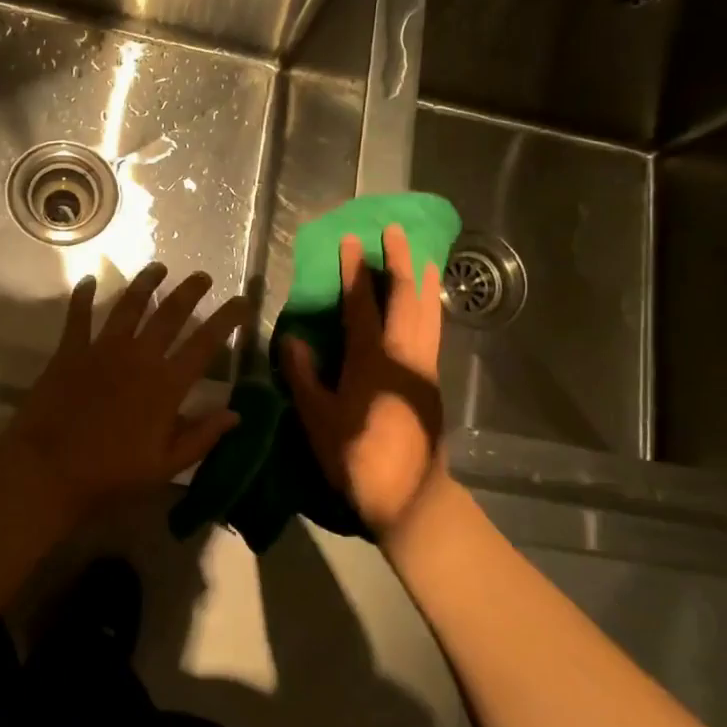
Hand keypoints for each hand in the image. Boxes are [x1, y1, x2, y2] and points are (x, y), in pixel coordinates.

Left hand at [0, 264, 249, 519]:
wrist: (48, 470)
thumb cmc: (111, 473)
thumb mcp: (165, 464)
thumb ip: (202, 436)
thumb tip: (236, 414)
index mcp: (166, 384)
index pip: (205, 343)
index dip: (227, 320)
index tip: (242, 302)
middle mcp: (139, 356)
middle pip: (170, 314)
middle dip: (190, 291)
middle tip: (203, 276)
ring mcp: (102, 349)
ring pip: (129, 305)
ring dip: (146, 283)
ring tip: (158, 268)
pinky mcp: (70, 351)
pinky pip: (78, 315)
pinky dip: (84, 295)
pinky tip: (89, 281)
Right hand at [283, 224, 446, 536]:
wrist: (409, 495)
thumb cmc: (357, 457)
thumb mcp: (318, 419)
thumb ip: (304, 376)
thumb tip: (292, 339)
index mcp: (372, 361)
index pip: (362, 305)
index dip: (356, 271)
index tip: (353, 240)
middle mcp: (404, 355)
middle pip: (408, 297)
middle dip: (402, 260)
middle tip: (397, 230)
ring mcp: (424, 366)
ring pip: (429, 311)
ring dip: (423, 279)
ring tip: (420, 254)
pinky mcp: (433, 381)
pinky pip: (433, 329)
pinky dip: (429, 305)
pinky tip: (425, 303)